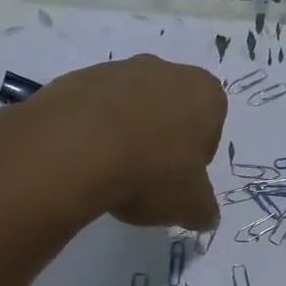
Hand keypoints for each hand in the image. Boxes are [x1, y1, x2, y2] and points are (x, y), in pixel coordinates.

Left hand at [19, 55, 226, 229]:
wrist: (74, 149)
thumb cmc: (152, 172)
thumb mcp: (190, 206)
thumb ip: (204, 210)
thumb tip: (206, 216)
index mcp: (203, 92)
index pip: (211, 124)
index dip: (197, 155)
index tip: (180, 178)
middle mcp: (164, 69)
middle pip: (170, 109)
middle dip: (162, 139)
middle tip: (148, 177)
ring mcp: (116, 69)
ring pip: (130, 107)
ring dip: (126, 134)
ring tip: (112, 173)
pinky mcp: (75, 79)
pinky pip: (93, 110)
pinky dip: (93, 131)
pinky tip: (84, 161)